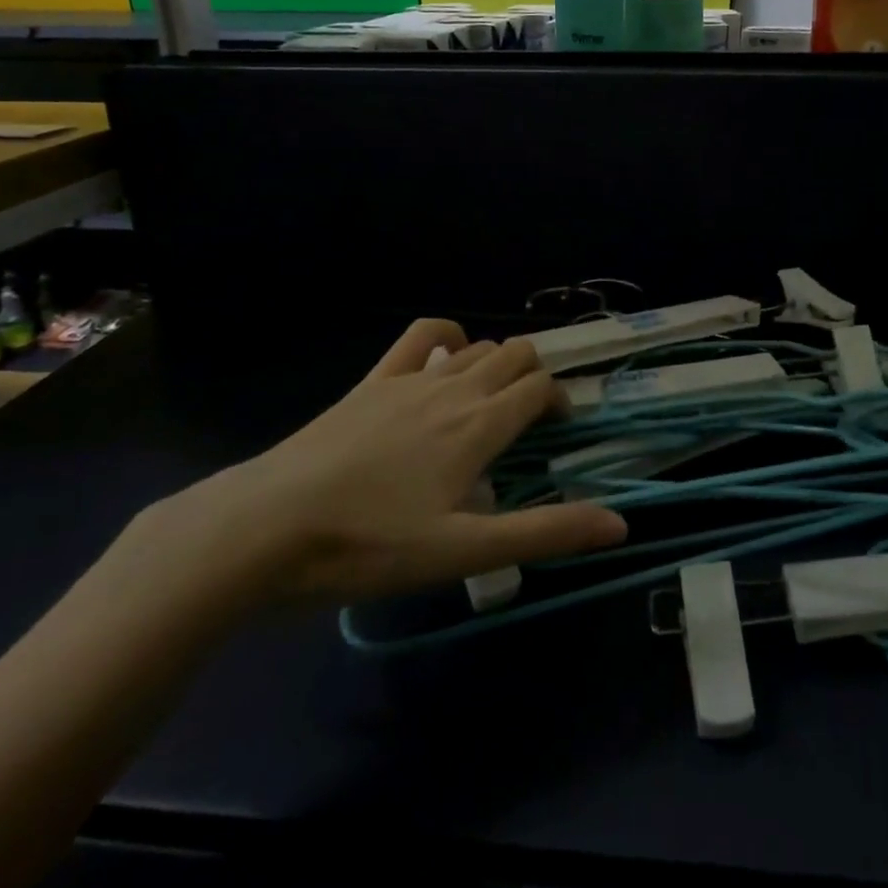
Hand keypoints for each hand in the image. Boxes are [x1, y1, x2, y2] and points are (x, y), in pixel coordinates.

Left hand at [149, 320, 627, 610]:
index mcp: (480, 426)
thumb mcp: (464, 551)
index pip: (539, 388)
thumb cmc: (370, 545)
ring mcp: (410, 379)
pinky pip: (420, 336)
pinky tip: (446, 357)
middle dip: (534, 376)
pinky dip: (446, 337)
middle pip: (514, 355)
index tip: (556, 431)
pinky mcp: (372, 381)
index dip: (558, 401)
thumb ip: (544, 533)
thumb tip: (620, 524)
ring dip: (497, 363)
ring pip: (476, 347)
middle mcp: (454, 389)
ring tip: (492, 402)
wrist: (266, 528)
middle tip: (529, 420)